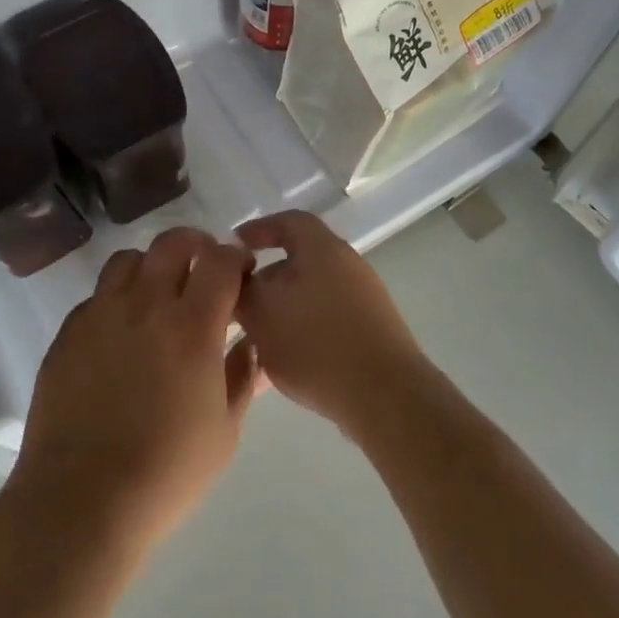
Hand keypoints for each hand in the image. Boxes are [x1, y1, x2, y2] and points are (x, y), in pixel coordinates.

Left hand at [9, 229, 259, 550]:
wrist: (81, 500)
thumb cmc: (166, 472)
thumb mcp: (224, 431)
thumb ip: (242, 377)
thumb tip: (249, 344)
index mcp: (192, 326)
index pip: (219, 261)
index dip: (235, 257)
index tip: (241, 270)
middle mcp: (145, 305)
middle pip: (171, 244)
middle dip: (195, 245)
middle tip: (203, 267)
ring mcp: (100, 315)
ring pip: (128, 260)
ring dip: (151, 266)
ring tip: (157, 293)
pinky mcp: (68, 333)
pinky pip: (96, 296)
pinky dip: (116, 299)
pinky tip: (120, 333)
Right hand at [234, 210, 430, 441]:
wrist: (385, 396)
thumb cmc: (316, 343)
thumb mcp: (261, 313)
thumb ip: (241, 288)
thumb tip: (236, 275)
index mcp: (323, 248)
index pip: (288, 221)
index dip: (258, 229)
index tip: (233, 247)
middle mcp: (348, 265)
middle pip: (298, 262)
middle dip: (264, 281)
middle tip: (238, 303)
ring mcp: (364, 300)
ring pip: (309, 297)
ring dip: (280, 313)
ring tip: (253, 341)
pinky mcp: (371, 332)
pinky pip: (326, 322)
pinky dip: (301, 333)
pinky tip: (281, 367)